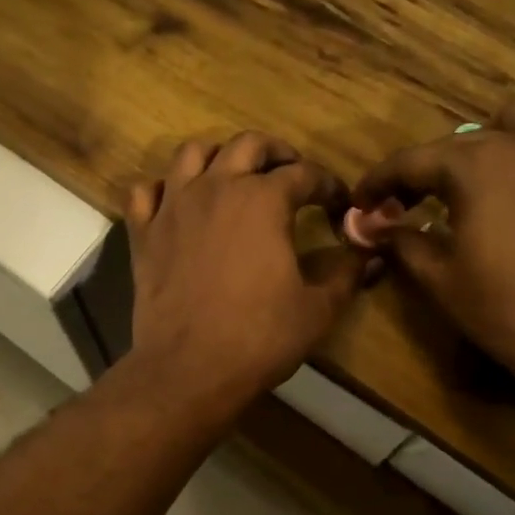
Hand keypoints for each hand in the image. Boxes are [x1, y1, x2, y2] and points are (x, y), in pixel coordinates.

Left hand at [124, 133, 369, 418]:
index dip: (328, 185)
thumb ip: (346, 274)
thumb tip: (370, 255)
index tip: (338, 204)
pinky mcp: (143, 232)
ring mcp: (173, 207)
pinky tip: (176, 204)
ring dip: (218, 157)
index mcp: (263, 200)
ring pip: (192, 154)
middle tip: (290, 172)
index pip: (304, 174)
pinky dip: (162, 189)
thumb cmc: (259, 337)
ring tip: (233, 177)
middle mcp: (216, 188)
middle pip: (247, 145)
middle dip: (276, 152)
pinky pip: (145, 192)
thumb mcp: (317, 309)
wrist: (189, 369)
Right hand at [350, 90, 514, 403]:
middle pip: (462, 140)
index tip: (363, 201)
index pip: (411, 161)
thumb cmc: (508, 311)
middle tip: (415, 204)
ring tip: (490, 176)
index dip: (380, 180)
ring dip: (498, 141)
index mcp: (474, 166)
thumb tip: (378, 226)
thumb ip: (404, 242)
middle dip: (431, 170)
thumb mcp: (441, 280)